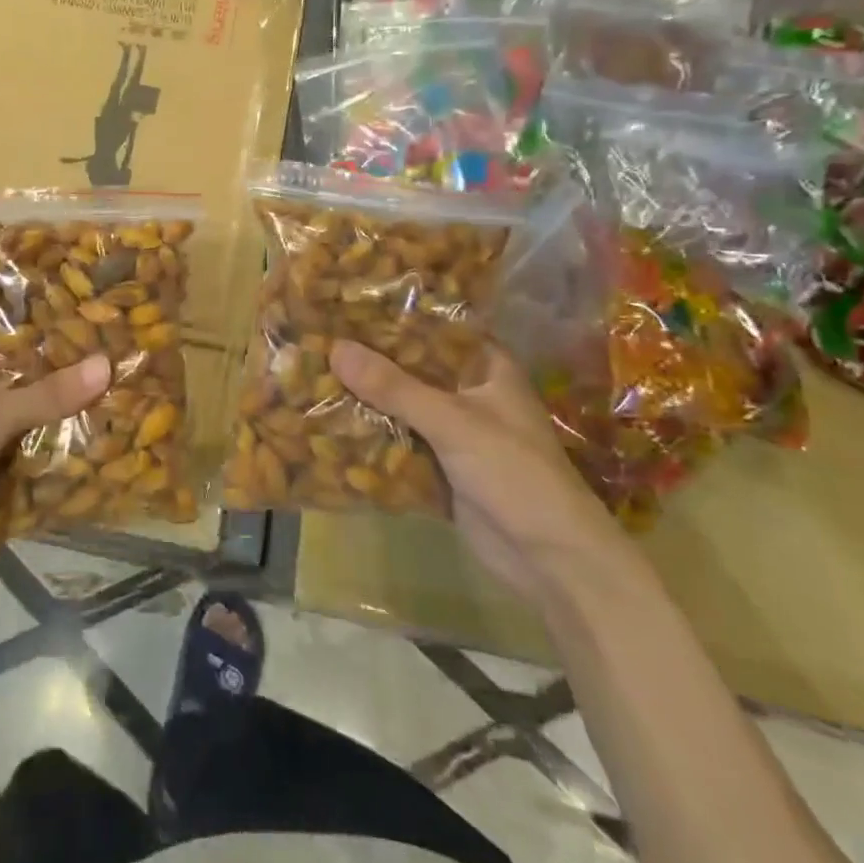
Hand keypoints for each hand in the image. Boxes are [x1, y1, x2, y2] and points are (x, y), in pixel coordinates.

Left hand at [0, 327, 109, 591]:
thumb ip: (47, 394)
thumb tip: (106, 364)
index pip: (3, 329)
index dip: (43, 322)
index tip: (89, 317)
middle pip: (22, 371)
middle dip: (63, 369)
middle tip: (114, 355)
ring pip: (29, 408)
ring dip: (63, 407)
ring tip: (116, 388)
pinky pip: (29, 442)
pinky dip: (54, 440)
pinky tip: (97, 431)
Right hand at [330, 338, 624, 602]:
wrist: (551, 560)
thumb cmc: (514, 472)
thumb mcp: (452, 421)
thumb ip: (394, 387)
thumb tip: (335, 348)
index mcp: (485, 367)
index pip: (434, 327)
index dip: (394, 314)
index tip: (346, 302)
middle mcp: (468, 392)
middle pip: (411, 367)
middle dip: (370, 359)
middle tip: (317, 337)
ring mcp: (454, 431)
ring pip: (401, 405)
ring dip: (366, 398)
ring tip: (311, 374)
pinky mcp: (440, 466)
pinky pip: (398, 441)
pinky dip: (371, 435)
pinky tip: (328, 423)